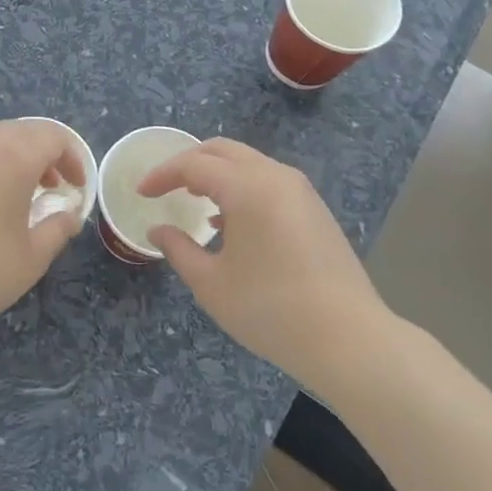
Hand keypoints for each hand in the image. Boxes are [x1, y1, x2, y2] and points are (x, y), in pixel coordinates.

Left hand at [0, 119, 86, 350]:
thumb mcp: (34, 256)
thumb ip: (58, 227)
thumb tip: (69, 214)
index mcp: (13, 157)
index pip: (52, 136)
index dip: (72, 157)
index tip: (76, 186)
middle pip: (21, 131)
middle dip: (43, 153)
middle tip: (51, 187)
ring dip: (12, 158)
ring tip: (17, 195)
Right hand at [138, 139, 392, 391]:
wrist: (350, 340)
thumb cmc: (271, 310)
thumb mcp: (212, 284)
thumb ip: (178, 249)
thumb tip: (158, 230)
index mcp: (247, 187)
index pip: (193, 164)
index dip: (162, 175)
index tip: (141, 193)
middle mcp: (275, 176)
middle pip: (222, 151)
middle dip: (188, 163)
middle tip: (165, 187)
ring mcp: (300, 190)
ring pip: (248, 163)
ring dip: (217, 174)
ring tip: (195, 203)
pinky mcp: (315, 209)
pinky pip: (268, 181)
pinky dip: (241, 187)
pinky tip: (231, 223)